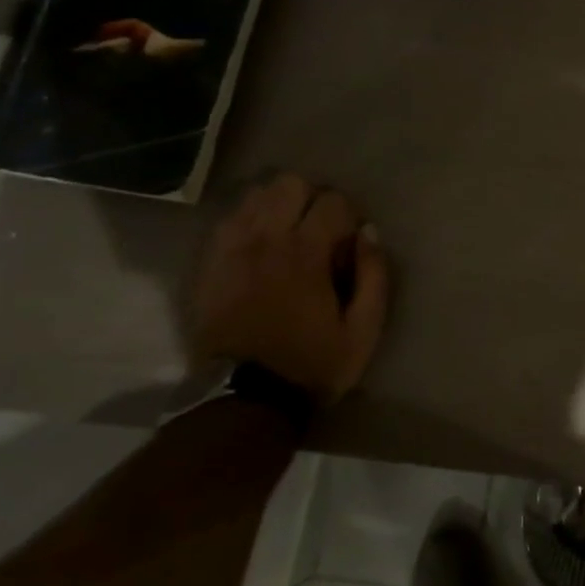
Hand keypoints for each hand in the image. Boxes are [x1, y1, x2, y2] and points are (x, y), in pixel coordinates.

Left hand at [191, 173, 389, 405]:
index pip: (333, 201)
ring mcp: (232, 250)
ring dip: (278, 206)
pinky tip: (260, 245)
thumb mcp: (364, 329)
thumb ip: (374, 275)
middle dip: (312, 200)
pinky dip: (249, 221)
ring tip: (288, 235)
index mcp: (306, 253)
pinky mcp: (210, 265)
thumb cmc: (312, 364)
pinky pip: (228, 220)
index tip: (350, 244)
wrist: (245, 401)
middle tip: (320, 232)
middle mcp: (266, 240)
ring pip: (256, 195)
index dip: (349, 216)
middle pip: (290, 184)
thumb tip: (369, 233)